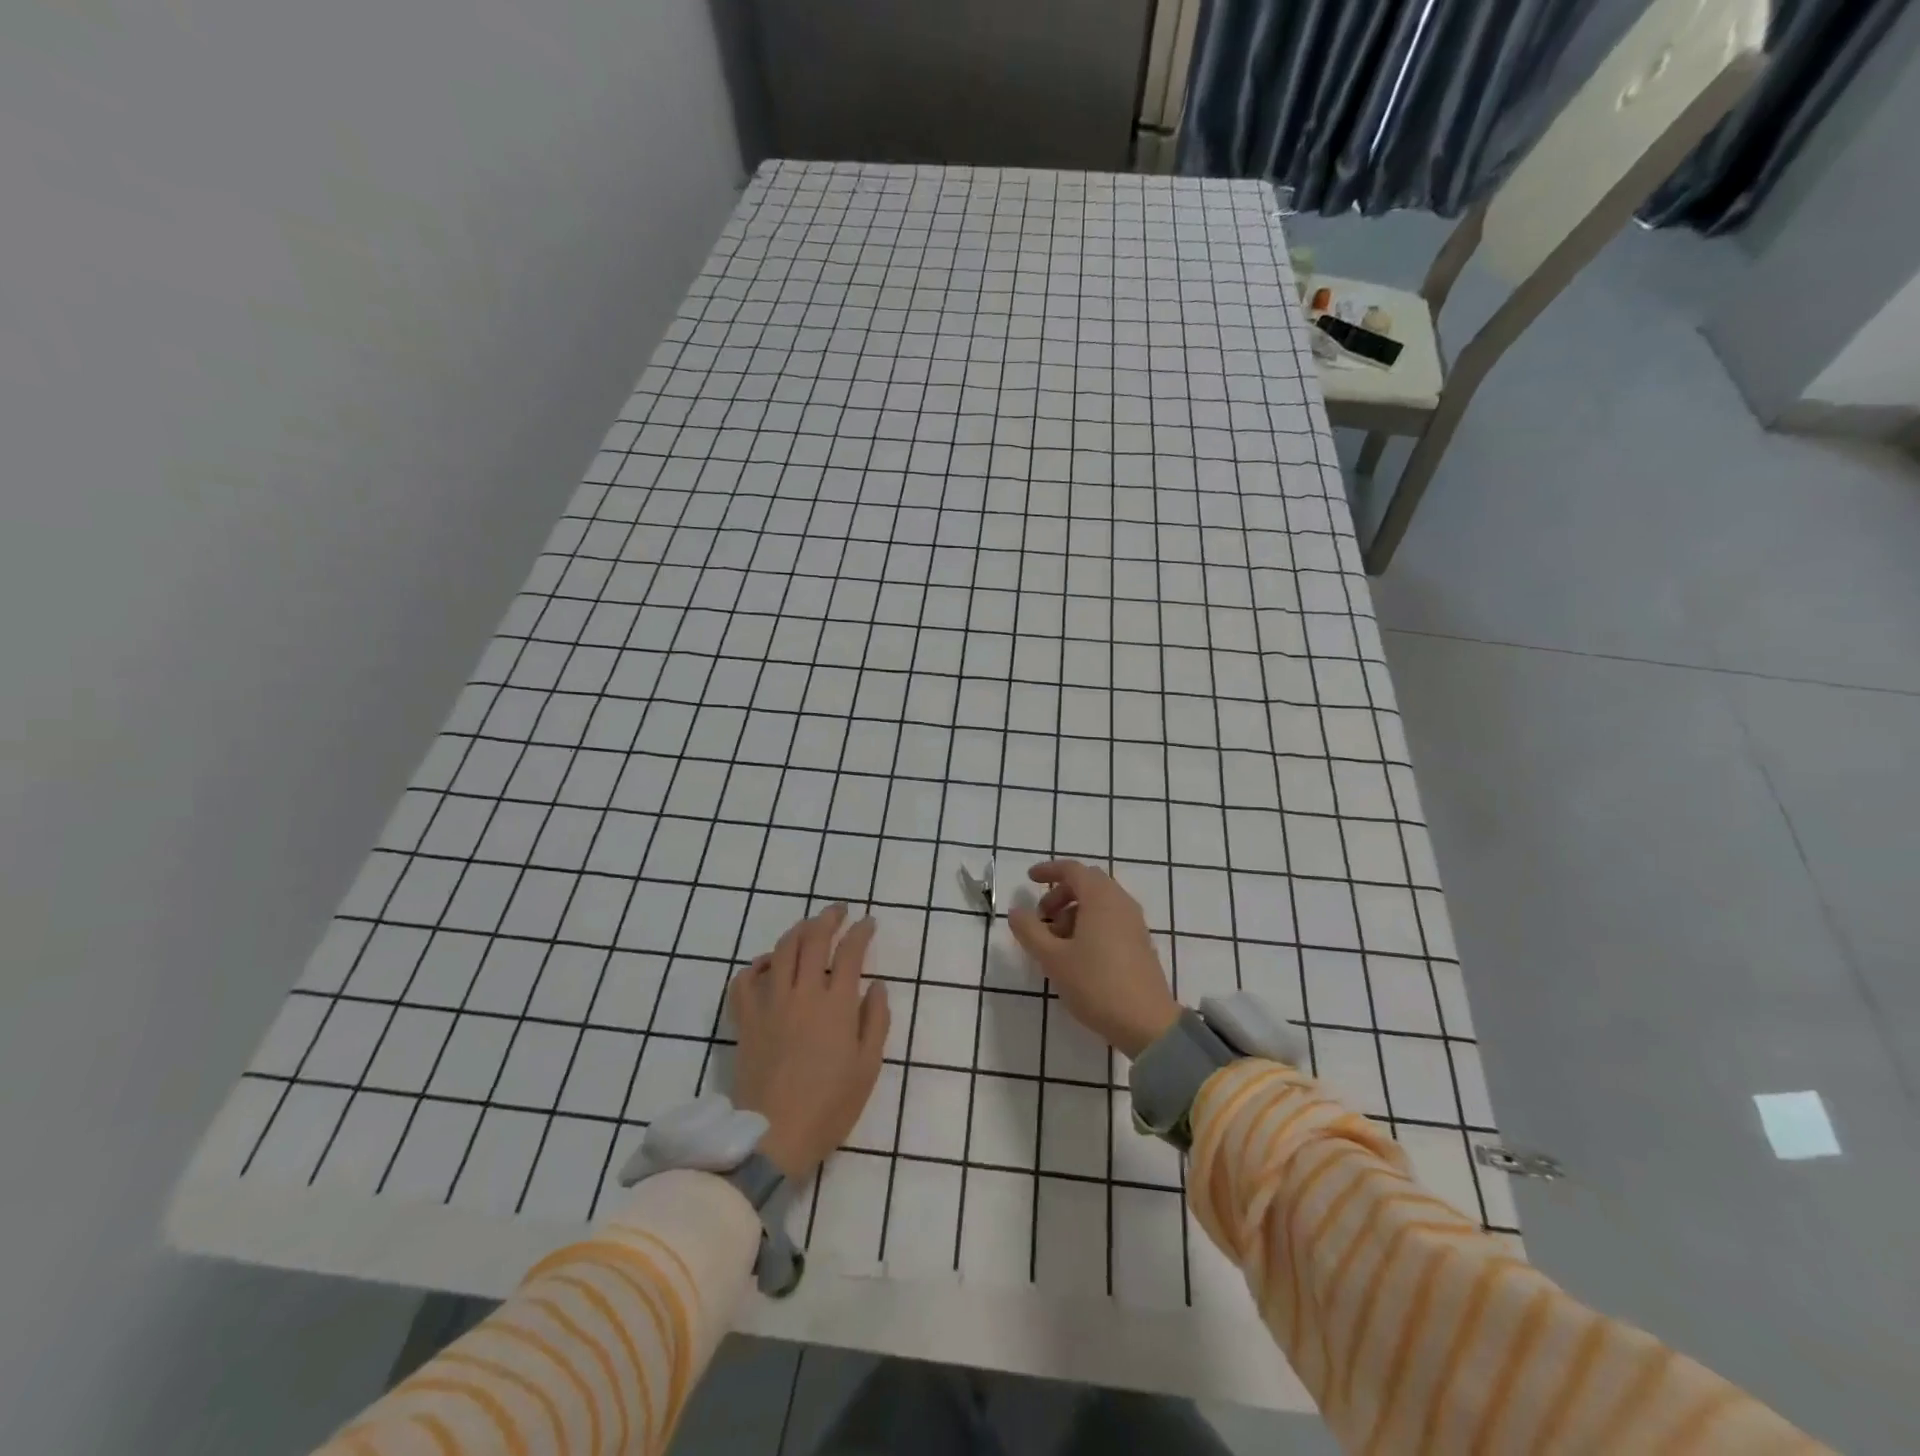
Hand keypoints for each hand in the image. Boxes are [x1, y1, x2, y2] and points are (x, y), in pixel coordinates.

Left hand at [728, 903, 890, 1183]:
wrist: (773, 1137)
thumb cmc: (829, 1106)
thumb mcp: (868, 1066)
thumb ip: (876, 1020)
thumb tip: (878, 986)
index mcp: (836, 1004)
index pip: (850, 952)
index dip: (861, 932)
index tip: (868, 923)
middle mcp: (802, 993)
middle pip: (813, 940)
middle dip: (829, 918)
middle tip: (839, 911)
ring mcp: (770, 1003)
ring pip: (781, 950)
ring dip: (797, 931)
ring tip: (808, 927)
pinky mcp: (746, 1019)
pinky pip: (745, 980)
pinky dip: (757, 965)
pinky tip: (769, 964)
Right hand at [1008, 860, 1180, 1058]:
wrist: (1146, 1023)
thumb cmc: (1096, 984)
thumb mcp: (1052, 958)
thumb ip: (1030, 931)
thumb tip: (1017, 911)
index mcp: (1101, 898)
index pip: (1073, 870)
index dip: (1049, 870)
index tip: (1029, 879)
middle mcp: (1121, 903)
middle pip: (1088, 883)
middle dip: (1061, 894)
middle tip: (1041, 916)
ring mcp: (1134, 923)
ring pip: (1100, 903)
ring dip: (1074, 911)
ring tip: (1056, 942)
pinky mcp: (1140, 943)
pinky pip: (1111, 919)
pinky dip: (1090, 924)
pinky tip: (1078, 954)